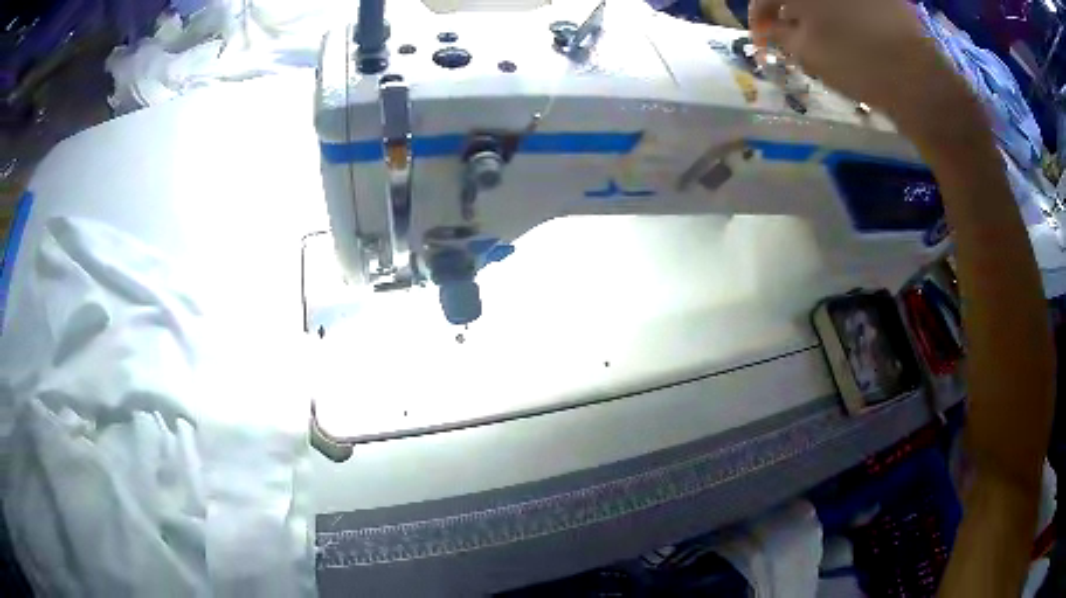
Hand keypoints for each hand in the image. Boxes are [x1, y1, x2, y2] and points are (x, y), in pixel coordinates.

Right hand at [748, 0, 973, 133]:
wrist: (921, 80)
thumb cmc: (858, 64)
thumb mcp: (806, 52)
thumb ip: (778, 34)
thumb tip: (769, 28)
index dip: (758, 19)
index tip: (761, 41)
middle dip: (786, 12)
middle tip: (789, 37)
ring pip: (824, 0)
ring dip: (813, 12)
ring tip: (820, 38)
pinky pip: (851, 4)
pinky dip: (840, 13)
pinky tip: (849, 33)